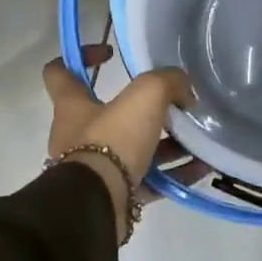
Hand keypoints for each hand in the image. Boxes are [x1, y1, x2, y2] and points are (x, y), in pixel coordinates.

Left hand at [43, 44, 193, 240]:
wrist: (97, 207)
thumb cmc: (112, 140)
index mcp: (72, 106)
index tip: (111, 53)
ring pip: (133, 148)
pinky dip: (173, 172)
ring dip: (167, 143)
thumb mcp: (145, 96)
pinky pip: (148, 180)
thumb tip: (185, 90)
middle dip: (143, 109)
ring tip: (198, 138)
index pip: (59, 72)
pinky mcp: (114, 196)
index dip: (81, 56)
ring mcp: (95, 168)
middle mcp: (77, 135)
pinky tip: (203, 167)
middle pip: (109, 112)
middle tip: (174, 104)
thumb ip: (167, 82)